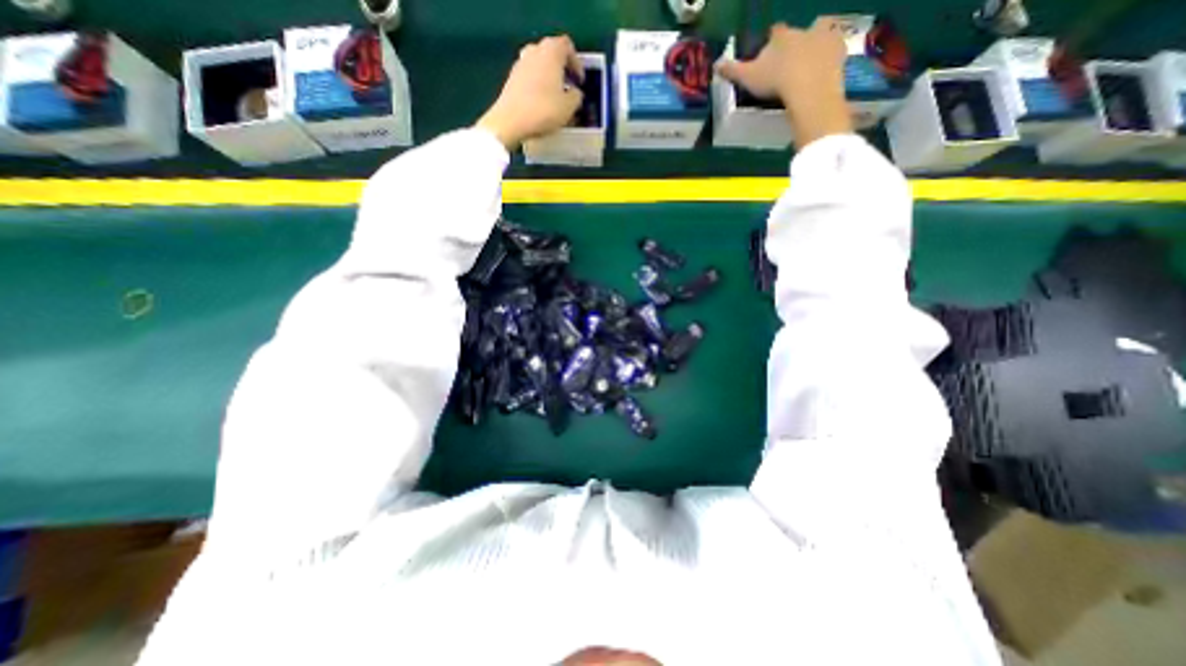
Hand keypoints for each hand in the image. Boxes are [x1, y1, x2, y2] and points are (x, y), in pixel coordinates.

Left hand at [477, 35, 582, 151]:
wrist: (510, 121)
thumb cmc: (543, 110)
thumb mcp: (569, 107)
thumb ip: (577, 96)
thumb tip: (575, 92)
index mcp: (551, 51)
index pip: (567, 46)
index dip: (576, 63)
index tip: (579, 80)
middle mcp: (534, 50)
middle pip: (552, 53)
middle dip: (562, 69)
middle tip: (569, 87)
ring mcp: (520, 63)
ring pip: (540, 65)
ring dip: (549, 78)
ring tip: (556, 97)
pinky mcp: (511, 78)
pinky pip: (530, 77)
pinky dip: (538, 86)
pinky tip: (542, 104)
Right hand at [713, 18, 851, 148]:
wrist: (808, 86)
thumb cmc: (775, 80)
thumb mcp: (748, 78)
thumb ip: (733, 70)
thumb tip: (716, 65)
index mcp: (781, 36)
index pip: (774, 33)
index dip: (771, 42)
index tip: (768, 55)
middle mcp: (803, 30)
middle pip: (799, 32)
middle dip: (795, 44)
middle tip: (789, 63)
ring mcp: (824, 38)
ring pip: (821, 34)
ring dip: (816, 46)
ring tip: (809, 65)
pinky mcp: (839, 50)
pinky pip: (836, 49)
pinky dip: (831, 57)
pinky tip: (825, 70)